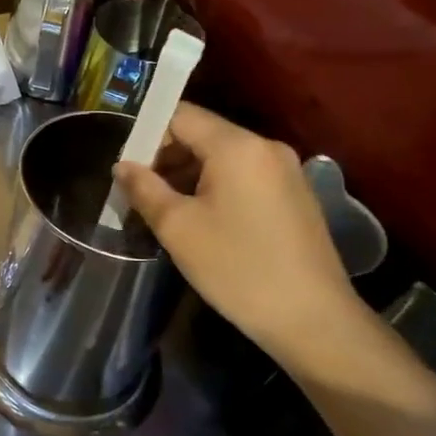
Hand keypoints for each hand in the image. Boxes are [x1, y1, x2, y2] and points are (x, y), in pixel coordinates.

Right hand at [113, 104, 366, 356]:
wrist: (313, 320)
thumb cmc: (237, 267)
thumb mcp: (177, 228)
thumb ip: (144, 188)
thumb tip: (123, 166)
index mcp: (237, 146)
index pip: (181, 115)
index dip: (147, 133)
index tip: (126, 165)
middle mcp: (266, 147)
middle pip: (202, 134)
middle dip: (166, 157)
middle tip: (139, 191)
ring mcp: (285, 171)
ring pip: (222, 157)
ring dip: (188, 175)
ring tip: (165, 210)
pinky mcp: (295, 196)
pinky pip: (243, 176)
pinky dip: (215, 187)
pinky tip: (201, 221)